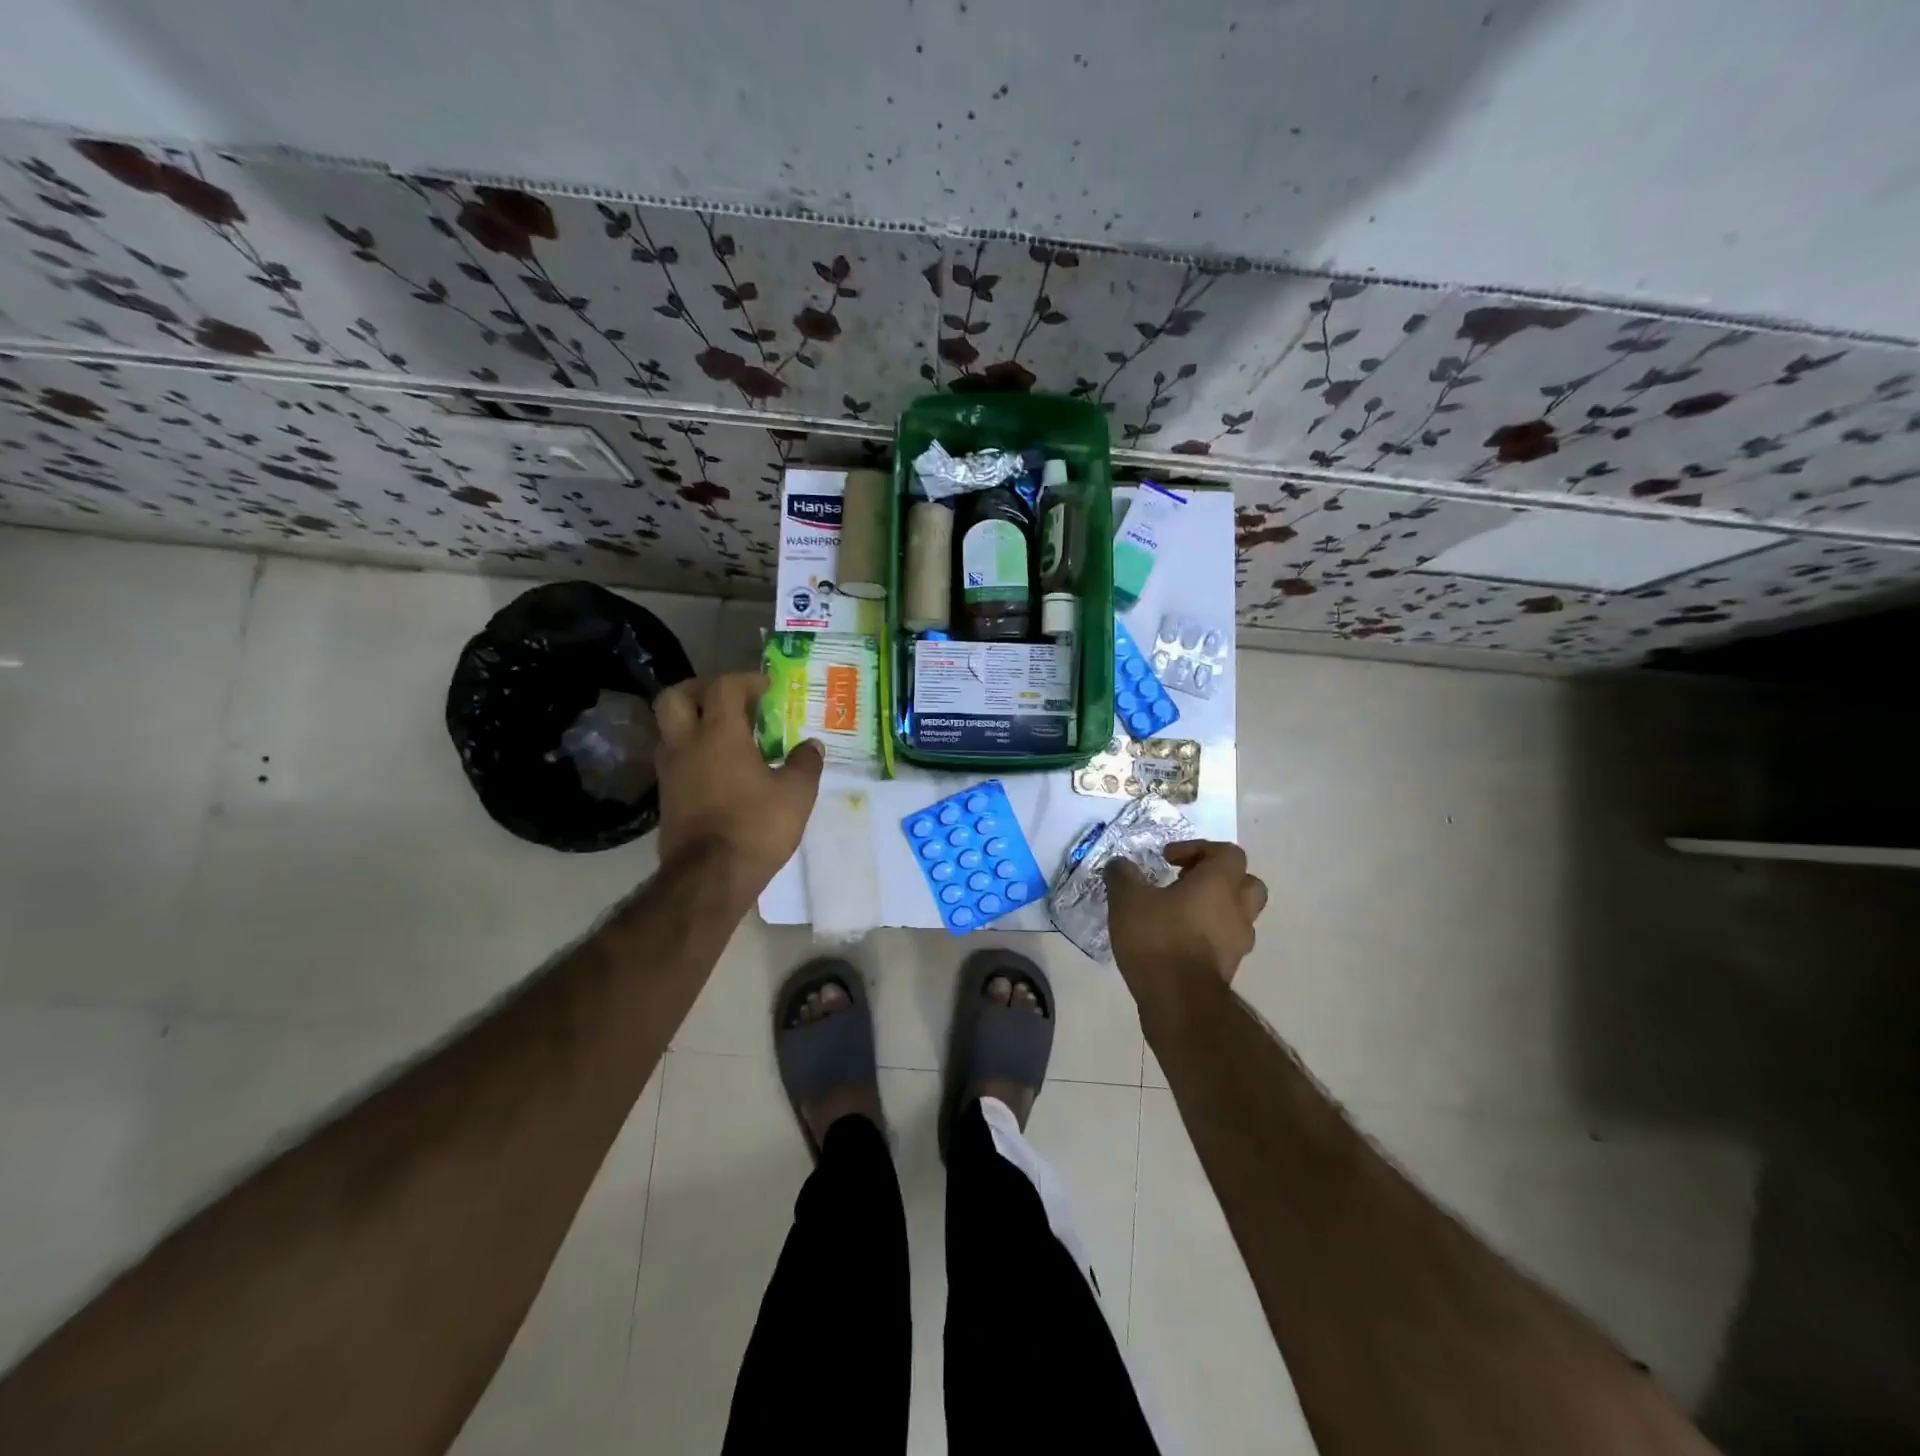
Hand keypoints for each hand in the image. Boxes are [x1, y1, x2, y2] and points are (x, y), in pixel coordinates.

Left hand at [653, 673, 822, 900]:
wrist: (709, 878)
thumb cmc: (755, 828)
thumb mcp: (796, 795)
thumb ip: (805, 764)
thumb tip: (812, 745)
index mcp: (719, 734)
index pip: (723, 687)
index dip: (745, 680)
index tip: (766, 687)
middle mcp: (686, 744)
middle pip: (675, 697)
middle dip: (700, 689)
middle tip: (728, 700)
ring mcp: (670, 771)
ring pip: (669, 729)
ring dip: (693, 722)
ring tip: (725, 734)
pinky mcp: (666, 797)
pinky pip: (674, 758)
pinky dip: (692, 751)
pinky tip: (717, 768)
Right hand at [1105, 840, 1267, 1007]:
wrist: (1178, 1002)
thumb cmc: (1158, 939)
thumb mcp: (1127, 899)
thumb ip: (1123, 875)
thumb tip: (1120, 864)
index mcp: (1219, 883)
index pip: (1228, 852)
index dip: (1199, 848)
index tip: (1169, 859)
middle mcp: (1237, 909)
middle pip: (1246, 882)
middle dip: (1218, 878)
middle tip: (1186, 882)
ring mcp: (1238, 942)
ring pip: (1238, 914)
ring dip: (1215, 908)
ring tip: (1179, 913)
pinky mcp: (1229, 968)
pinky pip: (1224, 941)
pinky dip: (1208, 935)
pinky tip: (1177, 940)